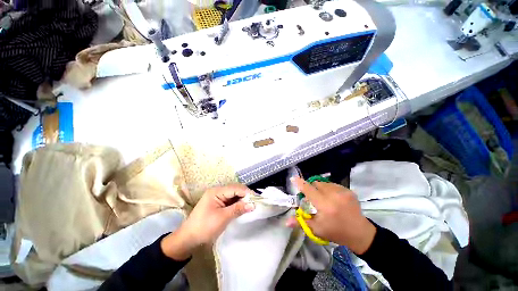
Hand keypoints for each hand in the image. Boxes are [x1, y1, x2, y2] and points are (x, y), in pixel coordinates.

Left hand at [161, 184, 255, 259]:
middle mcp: (217, 191)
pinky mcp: (218, 204)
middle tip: (255, 203)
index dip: (247, 192)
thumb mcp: (223, 218)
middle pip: (235, 190)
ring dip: (242, 200)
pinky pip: (231, 201)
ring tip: (251, 205)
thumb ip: (238, 209)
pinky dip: (237, 204)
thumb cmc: (204, 227)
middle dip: (245, 195)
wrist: (188, 239)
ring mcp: (218, 197)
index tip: (257, 199)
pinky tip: (243, 207)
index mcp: (216, 191)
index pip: (235, 188)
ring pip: (234, 195)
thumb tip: (253, 204)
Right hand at [287, 177, 375, 254]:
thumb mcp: (317, 229)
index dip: (300, 183)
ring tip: (324, 199)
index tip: (293, 178)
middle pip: (316, 184)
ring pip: (324, 183)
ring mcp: (343, 191)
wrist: (360, 233)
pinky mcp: (349, 190)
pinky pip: (333, 185)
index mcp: (325, 206)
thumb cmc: (336, 232)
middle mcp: (334, 195)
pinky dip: (329, 189)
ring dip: (320, 188)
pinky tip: (333, 198)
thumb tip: (286, 221)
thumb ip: (301, 222)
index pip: (309, 190)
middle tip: (313, 198)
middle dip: (312, 188)